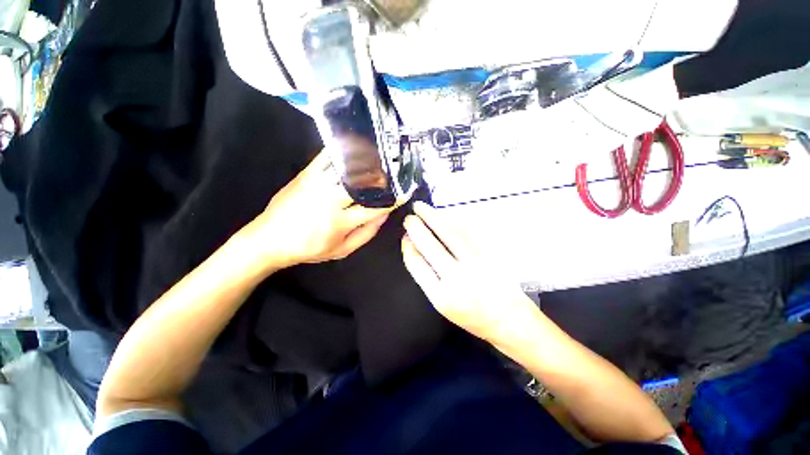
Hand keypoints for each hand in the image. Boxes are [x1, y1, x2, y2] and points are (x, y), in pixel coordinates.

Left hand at [245, 151, 396, 270]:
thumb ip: (365, 234)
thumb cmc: (309, 248)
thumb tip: (383, 216)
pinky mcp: (305, 175)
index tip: (404, 192)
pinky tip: (353, 145)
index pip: (374, 208)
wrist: (269, 239)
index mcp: (340, 222)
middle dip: (382, 177)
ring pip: (346, 169)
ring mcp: (317, 185)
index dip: (391, 200)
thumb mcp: (341, 250)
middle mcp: (331, 201)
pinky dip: (341, 150)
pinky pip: (325, 158)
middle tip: (396, 170)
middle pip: (362, 184)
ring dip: (365, 161)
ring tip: (380, 154)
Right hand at [401, 202, 540, 343]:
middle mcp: (458, 278)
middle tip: (410, 215)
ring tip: (423, 208)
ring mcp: (477, 264)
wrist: (508, 319)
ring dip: (435, 217)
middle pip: (431, 245)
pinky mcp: (493, 254)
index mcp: (442, 296)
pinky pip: (473, 229)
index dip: (408, 246)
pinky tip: (449, 214)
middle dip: (416, 227)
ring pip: (452, 233)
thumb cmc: (470, 314)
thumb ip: (427, 276)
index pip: (417, 264)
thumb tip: (414, 246)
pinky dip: (458, 218)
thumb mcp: (442, 303)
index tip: (405, 236)